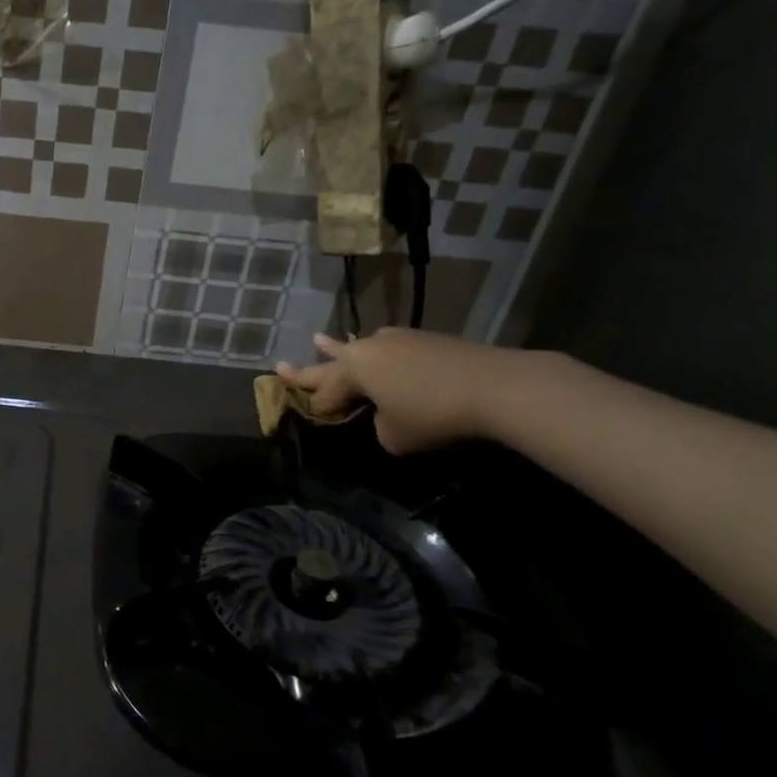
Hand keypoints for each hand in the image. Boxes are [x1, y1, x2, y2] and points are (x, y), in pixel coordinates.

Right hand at [274, 328, 521, 454]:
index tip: (310, 419)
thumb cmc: (433, 414)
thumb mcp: (392, 437)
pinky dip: (377, 356)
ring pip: (360, 350)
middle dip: (307, 369)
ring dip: (340, 350)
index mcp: (353, 369)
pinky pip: (389, 351)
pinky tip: (376, 349)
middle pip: (332, 363)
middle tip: (280, 366)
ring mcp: (399, 340)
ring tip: (320, 341)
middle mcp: (369, 348)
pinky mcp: (427, 340)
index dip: (317, 409)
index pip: (324, 393)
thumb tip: (385, 415)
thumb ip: (377, 426)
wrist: (496, 386)